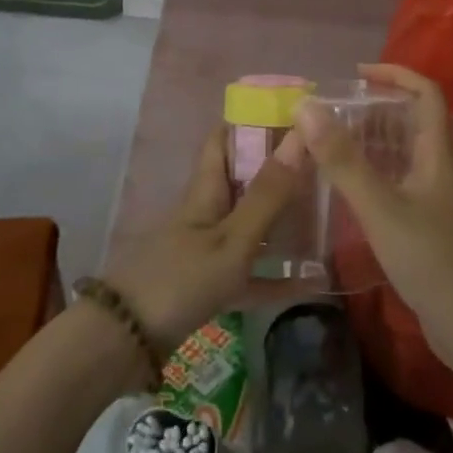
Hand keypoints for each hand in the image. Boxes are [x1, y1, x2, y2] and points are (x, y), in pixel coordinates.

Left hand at [103, 126, 306, 349]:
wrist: (126, 340)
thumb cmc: (181, 278)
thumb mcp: (232, 238)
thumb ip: (268, 193)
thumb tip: (301, 135)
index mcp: (207, 189)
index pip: (225, 137)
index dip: (253, 119)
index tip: (295, 111)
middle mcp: (208, 211)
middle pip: (244, 178)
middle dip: (280, 167)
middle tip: (326, 161)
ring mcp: (208, 248)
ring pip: (252, 222)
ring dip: (283, 216)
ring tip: (326, 210)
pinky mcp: (211, 283)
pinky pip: (253, 273)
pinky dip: (279, 275)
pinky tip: (314, 283)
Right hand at [296, 64, 452, 355]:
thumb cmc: (432, 259)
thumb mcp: (381, 207)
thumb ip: (343, 160)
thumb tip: (306, 107)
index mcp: (436, 153)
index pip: (425, 93)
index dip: (395, 73)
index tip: (356, 73)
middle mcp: (437, 168)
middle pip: (410, 121)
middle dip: (373, 108)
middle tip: (329, 111)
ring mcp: (432, 199)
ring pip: (400, 155)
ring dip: (368, 142)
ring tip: (326, 141)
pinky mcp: (425, 225)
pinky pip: (394, 184)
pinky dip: (369, 175)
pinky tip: (342, 188)